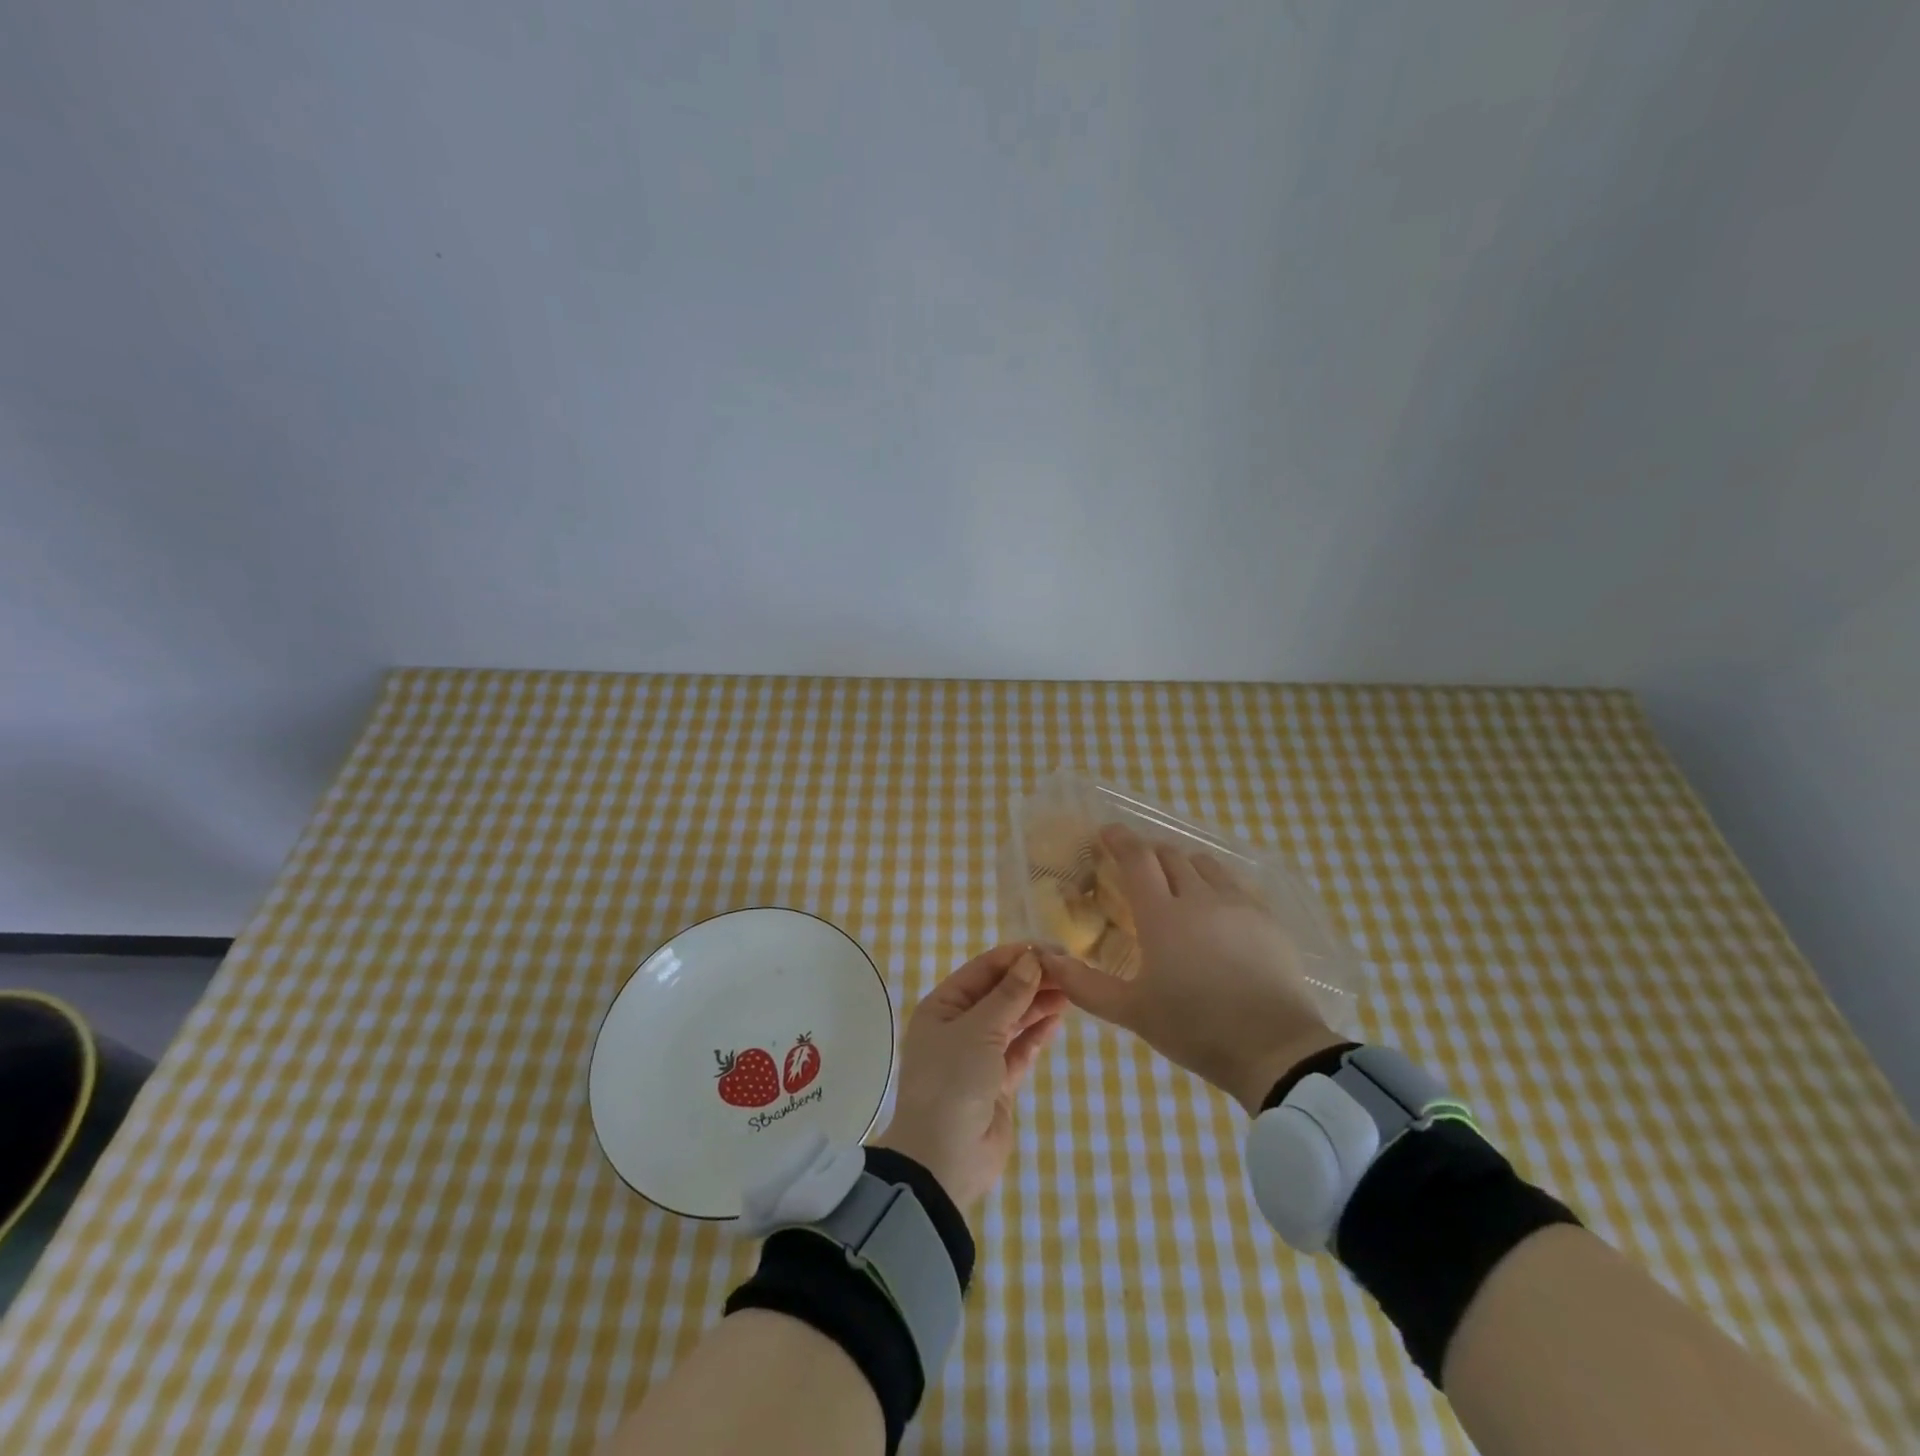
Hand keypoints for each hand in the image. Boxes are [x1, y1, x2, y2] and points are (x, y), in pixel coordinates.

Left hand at [872, 943, 1066, 1210]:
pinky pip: (1019, 1049)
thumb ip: (1009, 995)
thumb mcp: (978, 1030)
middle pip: (999, 994)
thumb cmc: (952, 1081)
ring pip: (1011, 1021)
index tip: (1049, 949)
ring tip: (1070, 989)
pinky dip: (1036, 1034)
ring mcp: (978, 1055)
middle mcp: (957, 1026)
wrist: (944, 1158)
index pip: (981, 970)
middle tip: (1068, 970)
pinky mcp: (997, 1083)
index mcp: (941, 1007)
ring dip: (1037, 1005)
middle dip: (1030, 981)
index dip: (1014, 957)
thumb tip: (1032, 959)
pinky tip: (1058, 1018)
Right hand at [1038, 824, 1339, 1112]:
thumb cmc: (1195, 1027)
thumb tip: (1046, 960)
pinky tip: (1217, 910)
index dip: (1119, 839)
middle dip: (1150, 853)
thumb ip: (1084, 985)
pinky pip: (1236, 886)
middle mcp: (1199, 897)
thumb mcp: (1132, 1012)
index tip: (1106, 832)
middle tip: (1138, 868)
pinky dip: (1217, 885)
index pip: (1137, 858)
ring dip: (1184, 866)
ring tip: (1177, 885)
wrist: (1274, 1049)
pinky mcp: (1267, 920)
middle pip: (1171, 856)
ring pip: (1206, 866)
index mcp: (1162, 915)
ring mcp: (1238, 905)